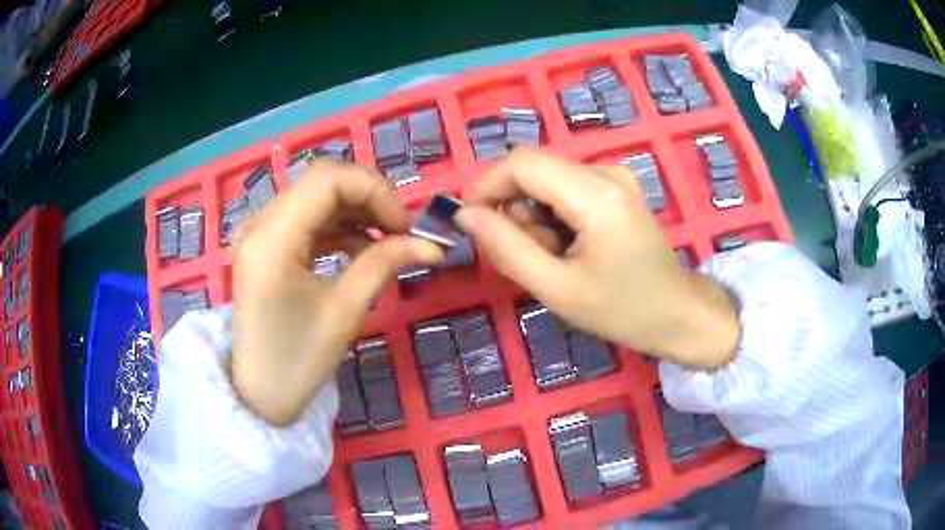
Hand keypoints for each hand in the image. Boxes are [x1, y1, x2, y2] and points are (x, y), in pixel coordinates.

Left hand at [231, 161, 443, 425]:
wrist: (259, 393)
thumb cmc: (297, 362)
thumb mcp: (344, 312)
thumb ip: (384, 265)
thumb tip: (431, 245)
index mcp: (271, 240)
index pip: (327, 180)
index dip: (374, 190)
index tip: (404, 226)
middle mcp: (258, 224)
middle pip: (321, 182)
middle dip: (368, 198)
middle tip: (400, 232)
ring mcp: (258, 233)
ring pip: (315, 197)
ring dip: (355, 211)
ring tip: (387, 242)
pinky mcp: (264, 245)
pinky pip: (306, 219)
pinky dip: (337, 227)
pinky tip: (360, 249)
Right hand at [456, 150, 738, 368]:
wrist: (678, 314)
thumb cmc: (622, 310)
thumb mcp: (557, 288)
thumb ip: (507, 248)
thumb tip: (466, 215)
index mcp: (595, 195)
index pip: (521, 163)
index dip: (487, 187)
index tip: (474, 225)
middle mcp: (606, 172)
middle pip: (533, 170)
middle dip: (515, 210)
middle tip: (530, 256)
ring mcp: (615, 177)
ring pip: (547, 180)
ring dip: (535, 217)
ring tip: (556, 258)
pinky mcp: (617, 188)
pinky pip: (567, 188)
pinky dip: (555, 216)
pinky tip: (571, 247)